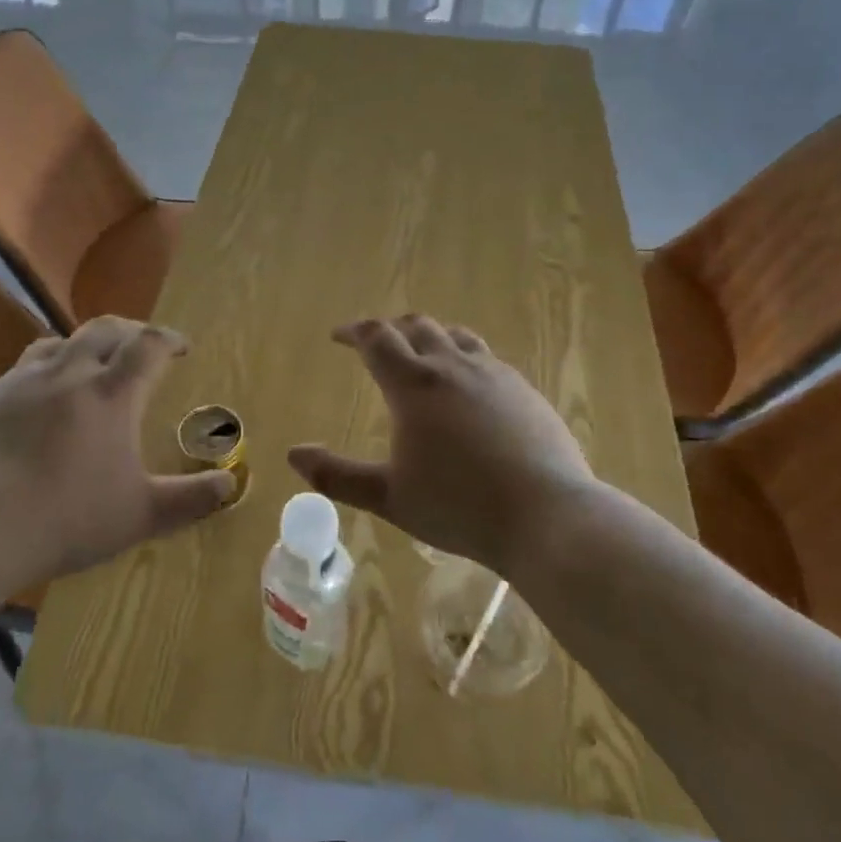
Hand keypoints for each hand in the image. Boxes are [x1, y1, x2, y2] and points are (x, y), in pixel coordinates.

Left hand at [0, 317, 234, 591]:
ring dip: (82, 347)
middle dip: (129, 331)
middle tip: (140, 347)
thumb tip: (232, 484)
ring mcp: (19, 382)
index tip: (181, 348)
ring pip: (58, 343)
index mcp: (111, 394)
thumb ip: (190, 499)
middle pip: (104, 329)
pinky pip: (18, 373)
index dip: (169, 339)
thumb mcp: (140, 516)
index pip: (148, 345)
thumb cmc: (65, 519)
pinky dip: (39, 376)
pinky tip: (34, 407)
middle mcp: (67, 374)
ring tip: (89, 368)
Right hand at [287, 315, 597, 574]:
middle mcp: (454, 366)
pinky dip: (464, 358)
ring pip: (456, 336)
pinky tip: (468, 386)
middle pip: (417, 326)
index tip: (338, 336)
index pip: (377, 338)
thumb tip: (293, 454)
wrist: (546, 515)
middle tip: (375, 343)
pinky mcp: (525, 390)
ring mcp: (495, 374)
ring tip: (421, 353)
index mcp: (415, 385)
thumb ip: (338, 475)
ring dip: (431, 337)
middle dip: (390, 329)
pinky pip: (487, 358)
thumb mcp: (389, 498)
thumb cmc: (459, 507)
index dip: (353, 332)